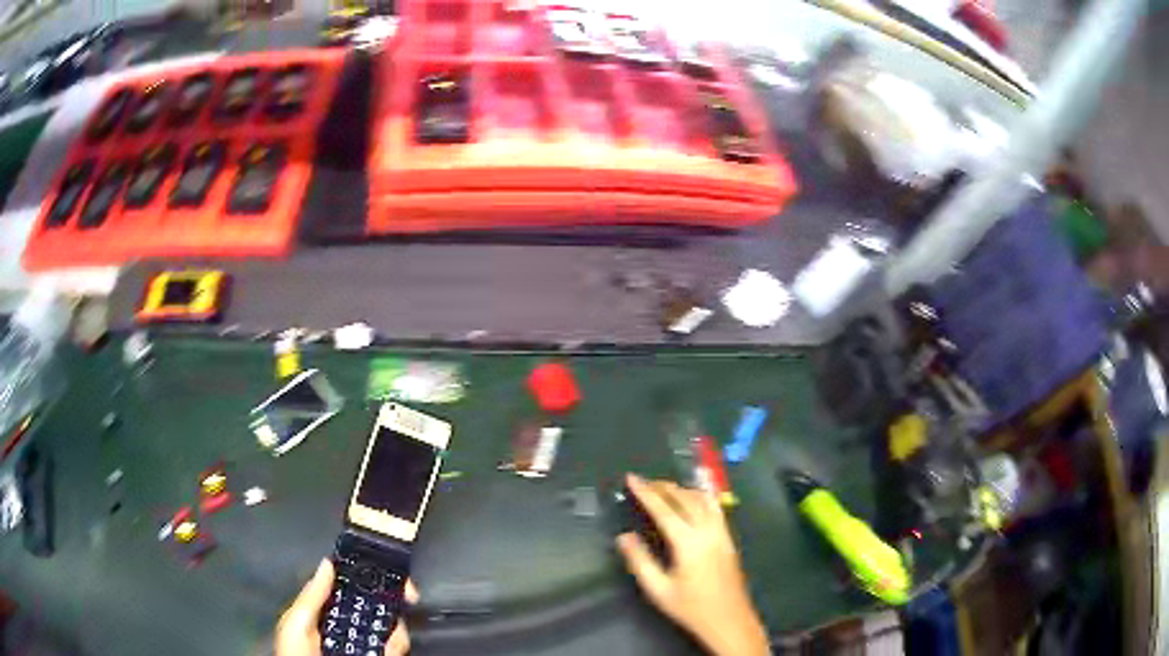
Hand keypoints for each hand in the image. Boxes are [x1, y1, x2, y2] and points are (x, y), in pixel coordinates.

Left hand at [275, 559, 420, 655]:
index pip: (350, 590)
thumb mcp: (297, 622)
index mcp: (327, 613)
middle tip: (409, 595)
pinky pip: (397, 650)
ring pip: (393, 629)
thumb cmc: (296, 653)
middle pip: (378, 607)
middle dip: (394, 599)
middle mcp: (350, 627)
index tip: (385, 568)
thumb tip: (329, 563)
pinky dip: (398, 644)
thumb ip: (312, 596)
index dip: (367, 577)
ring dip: (397, 625)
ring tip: (393, 629)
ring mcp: (366, 646)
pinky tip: (392, 643)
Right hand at [617, 474, 769, 655]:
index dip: (646, 492)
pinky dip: (701, 496)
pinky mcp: (729, 539)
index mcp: (689, 543)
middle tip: (644, 481)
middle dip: (663, 486)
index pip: (664, 510)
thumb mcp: (658, 590)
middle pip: (685, 499)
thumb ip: (640, 561)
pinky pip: (716, 508)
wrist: (729, 620)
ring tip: (664, 486)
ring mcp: (722, 533)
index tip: (632, 478)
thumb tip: (624, 537)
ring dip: (683, 489)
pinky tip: (695, 497)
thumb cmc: (691, 608)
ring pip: (703, 500)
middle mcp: (708, 532)